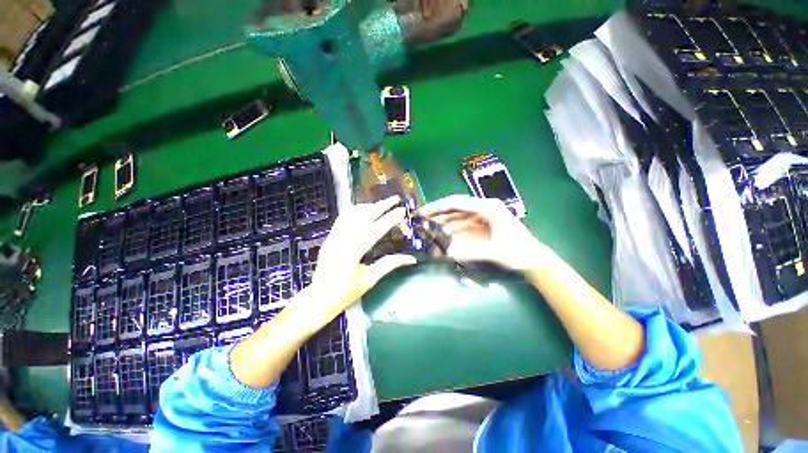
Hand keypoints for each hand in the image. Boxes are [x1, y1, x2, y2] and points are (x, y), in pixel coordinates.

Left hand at [305, 196, 416, 321]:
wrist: (320, 298)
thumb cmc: (347, 292)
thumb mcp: (370, 279)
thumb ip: (390, 264)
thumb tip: (411, 258)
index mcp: (353, 253)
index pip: (375, 230)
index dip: (390, 220)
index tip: (402, 211)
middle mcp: (342, 240)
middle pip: (363, 217)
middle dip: (381, 206)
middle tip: (395, 198)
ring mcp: (333, 237)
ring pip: (351, 214)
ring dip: (368, 207)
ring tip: (381, 205)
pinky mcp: (329, 238)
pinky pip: (342, 219)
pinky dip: (354, 212)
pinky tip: (364, 211)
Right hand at [420, 195, 549, 270]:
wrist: (534, 260)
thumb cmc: (519, 252)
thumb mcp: (496, 251)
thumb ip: (471, 251)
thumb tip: (449, 252)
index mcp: (488, 208)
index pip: (458, 202)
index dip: (439, 206)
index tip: (424, 211)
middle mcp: (483, 209)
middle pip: (455, 208)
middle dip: (437, 213)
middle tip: (420, 219)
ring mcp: (481, 218)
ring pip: (457, 217)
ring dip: (443, 223)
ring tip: (427, 229)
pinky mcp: (480, 227)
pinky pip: (462, 227)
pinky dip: (451, 232)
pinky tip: (442, 237)